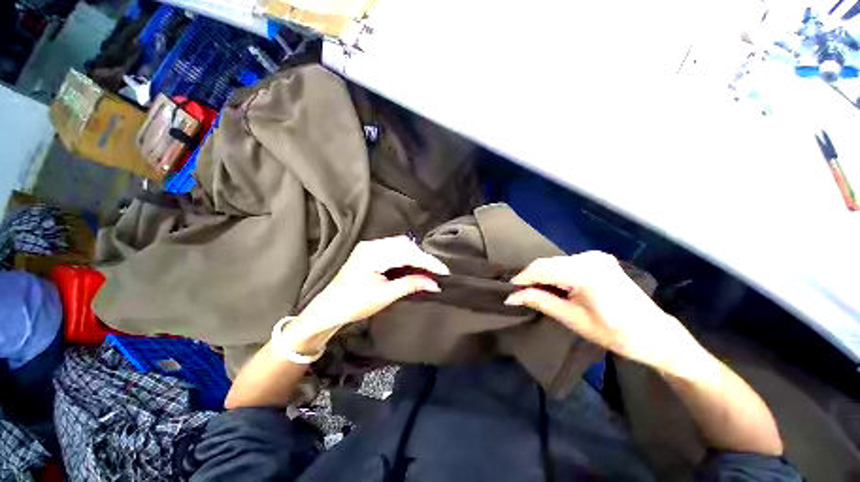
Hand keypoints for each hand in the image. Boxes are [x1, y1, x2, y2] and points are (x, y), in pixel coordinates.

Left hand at [282, 236, 448, 352]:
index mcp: (373, 253)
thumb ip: (411, 284)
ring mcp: (370, 247)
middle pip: (405, 245)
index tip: (444, 272)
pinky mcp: (370, 253)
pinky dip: (405, 257)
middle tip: (435, 272)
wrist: (328, 310)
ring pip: (400, 246)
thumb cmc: (354, 304)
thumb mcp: (385, 295)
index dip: (428, 262)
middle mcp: (372, 245)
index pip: (408, 253)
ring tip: (427, 270)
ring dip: (415, 257)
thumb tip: (434, 283)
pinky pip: (393, 250)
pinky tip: (412, 266)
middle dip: (422, 258)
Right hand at [505, 252, 706, 375]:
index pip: (542, 269)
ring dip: (542, 275)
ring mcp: (596, 257)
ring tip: (532, 291)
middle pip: (547, 263)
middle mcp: (589, 257)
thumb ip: (540, 301)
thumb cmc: (615, 333)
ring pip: (555, 262)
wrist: (654, 334)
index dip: (522, 278)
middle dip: (530, 277)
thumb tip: (512, 297)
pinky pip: (566, 263)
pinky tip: (551, 286)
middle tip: (519, 293)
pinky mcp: (598, 260)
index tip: (509, 291)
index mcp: (585, 272)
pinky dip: (555, 273)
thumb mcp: (573, 319)